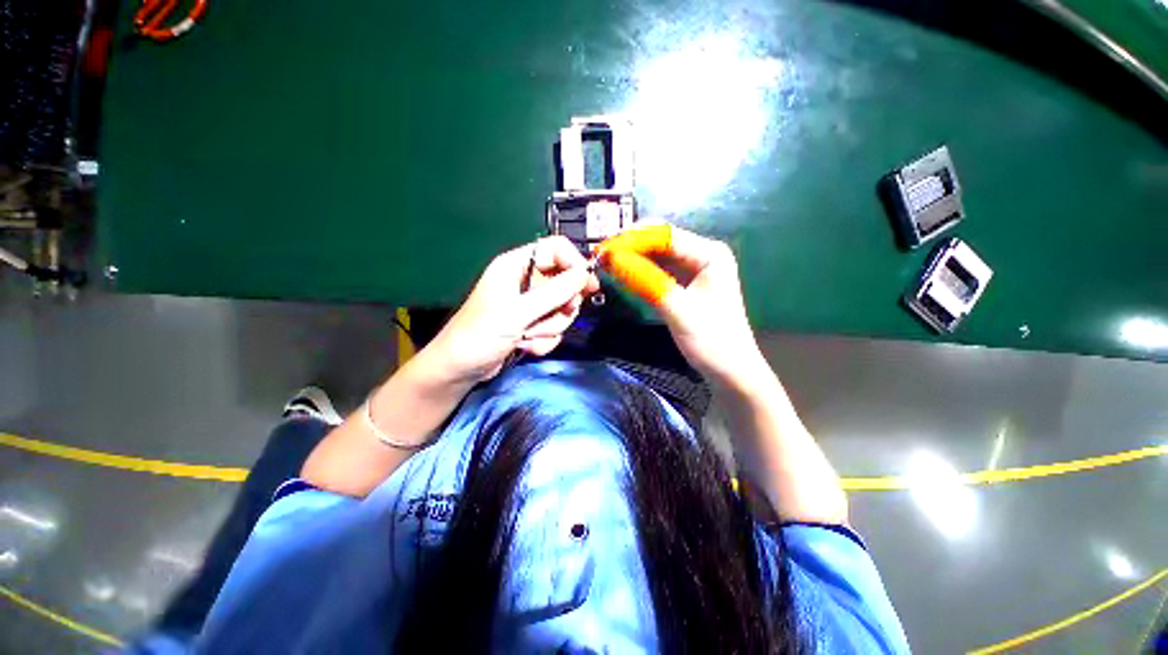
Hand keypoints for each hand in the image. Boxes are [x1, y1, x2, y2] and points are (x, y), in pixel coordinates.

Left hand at [422, 235, 599, 383]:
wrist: (460, 370)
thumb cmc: (481, 334)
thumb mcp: (518, 312)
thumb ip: (553, 293)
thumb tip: (584, 274)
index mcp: (516, 265)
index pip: (556, 250)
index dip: (574, 264)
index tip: (588, 285)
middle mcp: (526, 281)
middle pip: (565, 282)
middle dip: (561, 306)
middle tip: (553, 317)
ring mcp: (531, 304)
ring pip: (562, 309)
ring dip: (550, 327)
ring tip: (527, 336)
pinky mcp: (533, 324)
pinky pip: (554, 327)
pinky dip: (543, 340)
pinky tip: (524, 346)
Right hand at [599, 225, 767, 389]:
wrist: (729, 371)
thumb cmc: (711, 340)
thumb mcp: (678, 310)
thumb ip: (647, 282)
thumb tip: (613, 259)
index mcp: (710, 254)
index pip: (665, 236)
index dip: (633, 239)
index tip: (604, 248)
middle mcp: (702, 254)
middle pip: (660, 242)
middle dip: (631, 247)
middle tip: (601, 256)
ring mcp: (694, 269)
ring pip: (657, 255)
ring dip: (632, 258)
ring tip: (606, 263)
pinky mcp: (685, 283)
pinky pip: (658, 270)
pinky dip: (640, 272)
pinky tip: (622, 273)